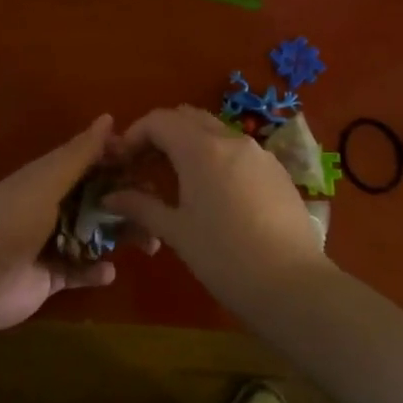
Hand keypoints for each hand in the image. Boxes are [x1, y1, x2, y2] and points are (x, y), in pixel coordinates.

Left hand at [0, 115, 150, 333]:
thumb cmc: (12, 220)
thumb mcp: (48, 181)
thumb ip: (79, 154)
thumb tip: (109, 117)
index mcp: (49, 178)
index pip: (90, 162)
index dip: (119, 160)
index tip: (152, 162)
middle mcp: (53, 206)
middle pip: (98, 199)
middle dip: (128, 202)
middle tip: (160, 209)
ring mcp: (53, 242)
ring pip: (96, 235)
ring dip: (121, 237)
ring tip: (150, 244)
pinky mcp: (52, 276)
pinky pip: (82, 270)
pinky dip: (96, 271)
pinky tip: (108, 272)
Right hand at [107, 106, 330, 312]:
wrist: (293, 285)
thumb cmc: (224, 257)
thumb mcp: (176, 232)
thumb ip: (141, 207)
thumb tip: (110, 198)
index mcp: (201, 149)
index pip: (159, 120)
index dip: (135, 134)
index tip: (122, 160)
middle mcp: (231, 140)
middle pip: (188, 117)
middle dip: (162, 133)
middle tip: (146, 164)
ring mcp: (259, 153)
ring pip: (216, 131)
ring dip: (191, 143)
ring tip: (178, 178)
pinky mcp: (278, 171)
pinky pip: (239, 151)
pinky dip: (218, 157)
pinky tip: (216, 193)